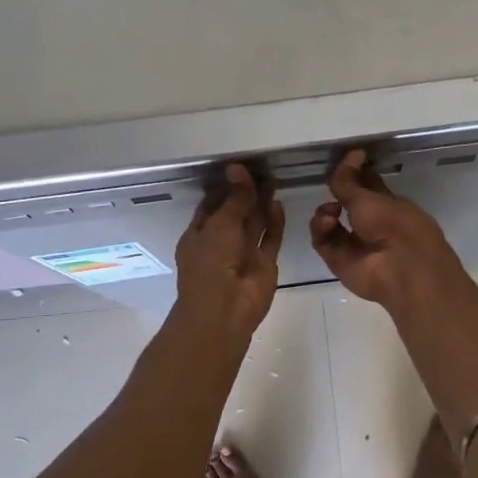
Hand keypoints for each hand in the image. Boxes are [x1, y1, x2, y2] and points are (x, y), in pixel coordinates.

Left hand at [175, 164, 283, 337]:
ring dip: (261, 204)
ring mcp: (243, 254)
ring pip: (254, 224)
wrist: (225, 309)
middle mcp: (220, 243)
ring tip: (272, 180)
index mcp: (199, 234)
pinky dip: (274, 222)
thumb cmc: (211, 263)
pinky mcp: (264, 263)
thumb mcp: (220, 225)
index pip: (211, 205)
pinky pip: (270, 238)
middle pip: (235, 213)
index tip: (238, 168)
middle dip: (245, 193)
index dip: (224, 188)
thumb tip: (238, 169)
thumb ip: (235, 198)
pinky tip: (278, 203)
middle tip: (259, 169)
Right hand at [309, 150, 471, 312]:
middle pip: (346, 203)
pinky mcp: (339, 261)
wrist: (401, 269)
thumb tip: (351, 153)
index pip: (367, 184)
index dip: (354, 172)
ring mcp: (354, 243)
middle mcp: (371, 223)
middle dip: (336, 193)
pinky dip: (321, 229)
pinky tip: (328, 222)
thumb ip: (350, 180)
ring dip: (325, 212)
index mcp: (388, 204)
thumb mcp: (370, 197)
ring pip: (330, 223)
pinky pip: (323, 241)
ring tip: (330, 210)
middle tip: (329, 184)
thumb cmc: (395, 225)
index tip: (342, 159)